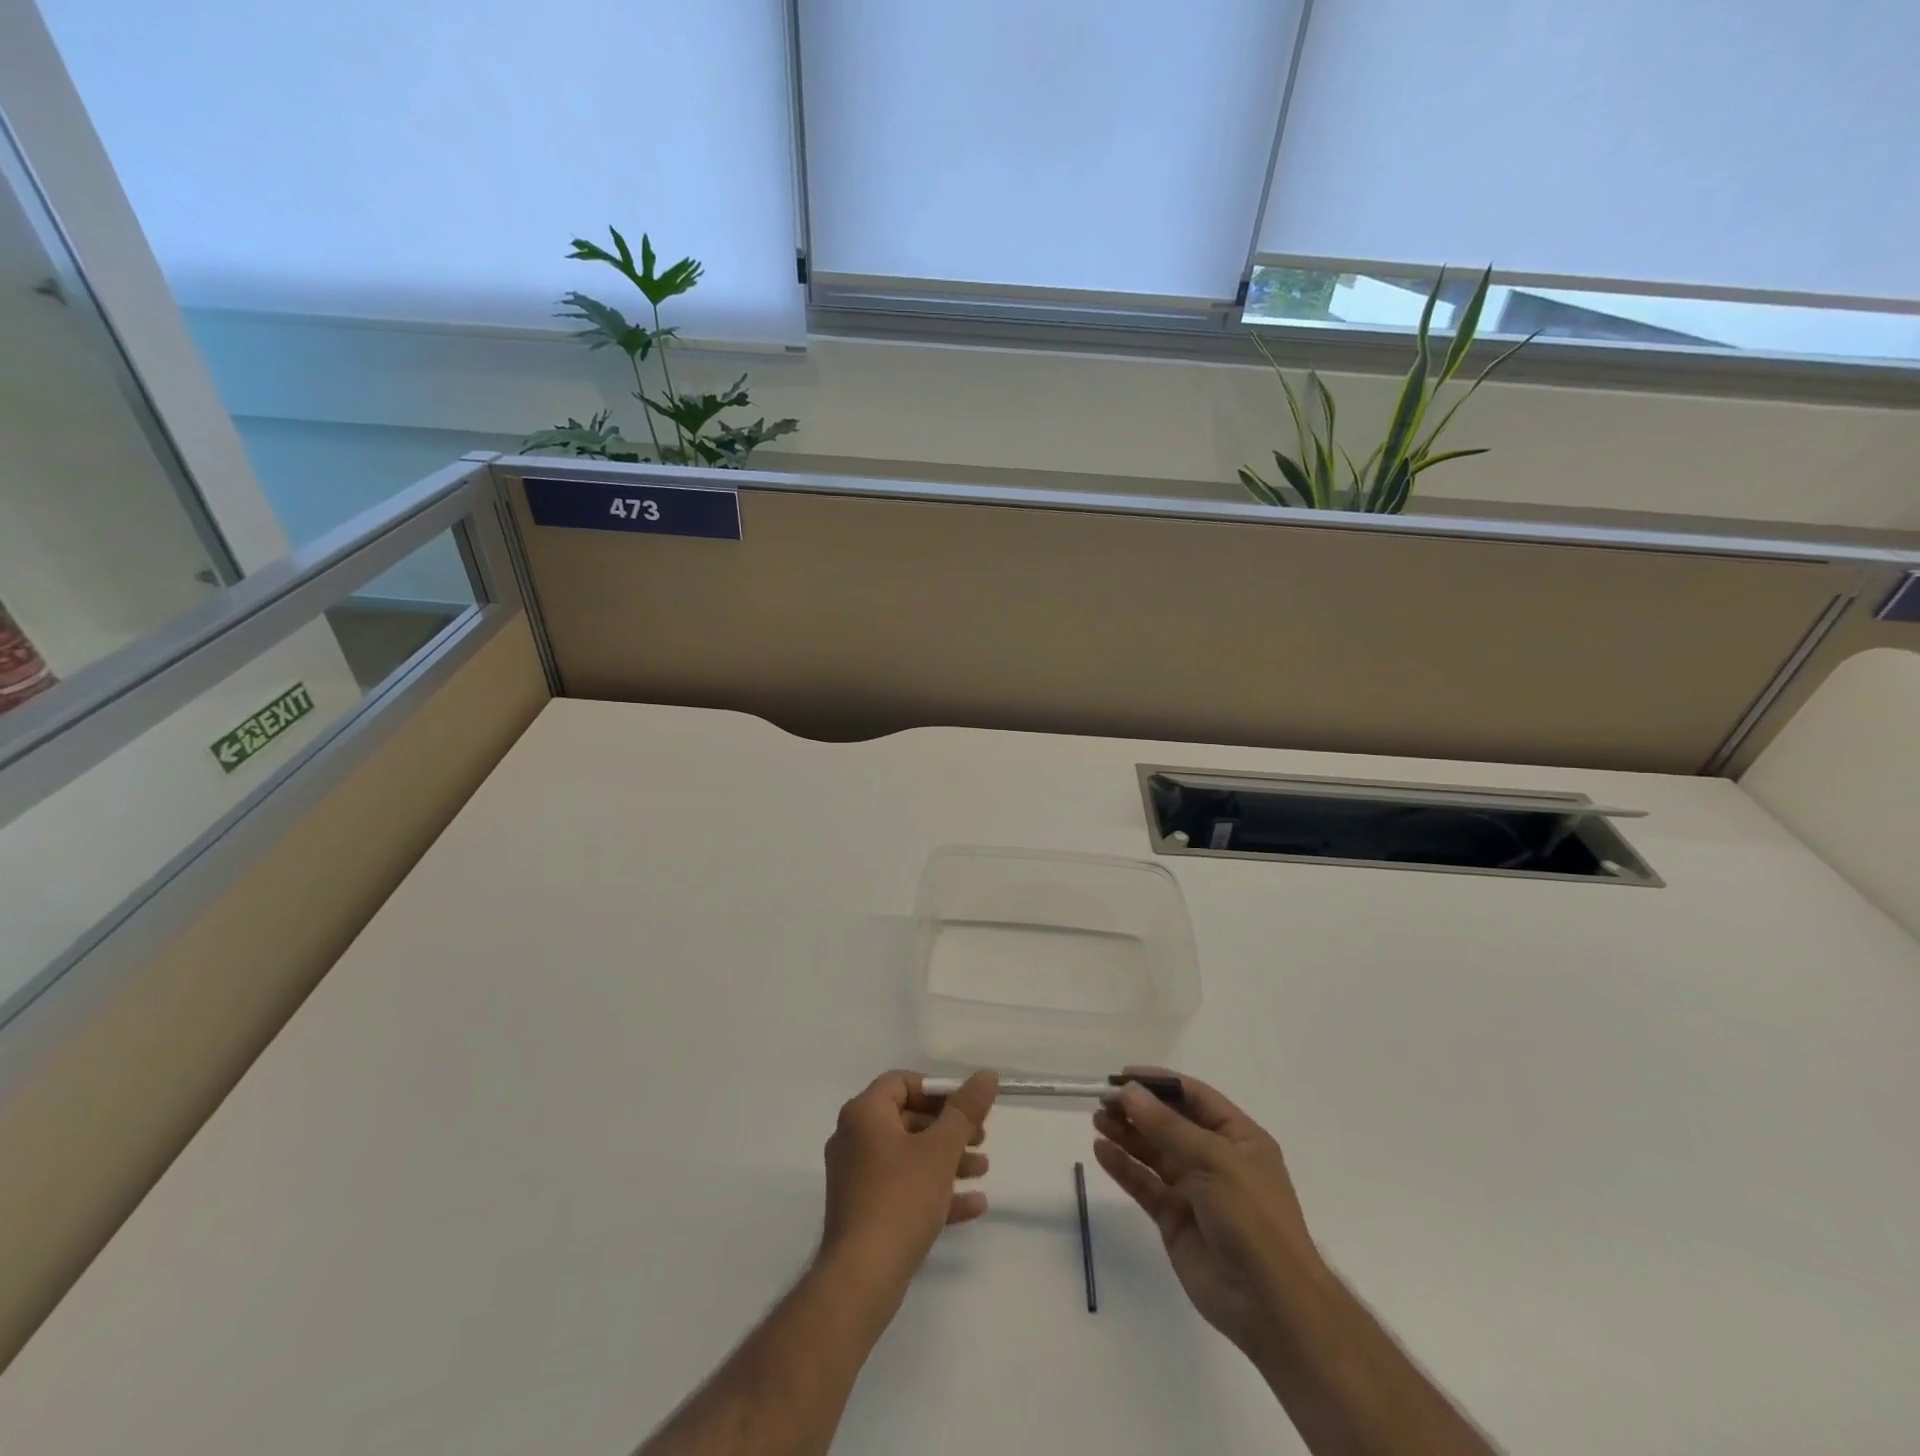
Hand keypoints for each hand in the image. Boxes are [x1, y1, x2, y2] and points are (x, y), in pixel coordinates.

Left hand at [818, 1069, 997, 1309]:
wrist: (861, 1279)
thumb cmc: (900, 1199)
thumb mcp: (940, 1150)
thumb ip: (965, 1110)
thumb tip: (987, 1075)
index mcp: (864, 1114)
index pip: (901, 1082)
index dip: (937, 1090)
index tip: (966, 1106)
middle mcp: (854, 1138)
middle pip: (908, 1118)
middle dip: (949, 1128)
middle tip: (981, 1138)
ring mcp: (856, 1176)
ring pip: (908, 1156)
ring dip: (947, 1159)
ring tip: (983, 1170)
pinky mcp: (863, 1211)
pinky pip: (902, 1188)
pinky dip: (934, 1190)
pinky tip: (973, 1204)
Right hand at [1093, 1070, 1323, 1358]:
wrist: (1270, 1305)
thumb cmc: (1253, 1218)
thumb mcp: (1214, 1160)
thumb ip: (1167, 1126)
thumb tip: (1128, 1091)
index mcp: (1238, 1138)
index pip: (1194, 1097)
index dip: (1159, 1082)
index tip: (1122, 1075)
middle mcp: (1216, 1159)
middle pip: (1170, 1123)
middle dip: (1137, 1108)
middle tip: (1102, 1099)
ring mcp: (1195, 1190)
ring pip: (1153, 1152)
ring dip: (1126, 1134)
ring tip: (1097, 1120)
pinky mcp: (1175, 1220)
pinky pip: (1145, 1184)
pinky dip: (1123, 1167)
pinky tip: (1101, 1151)